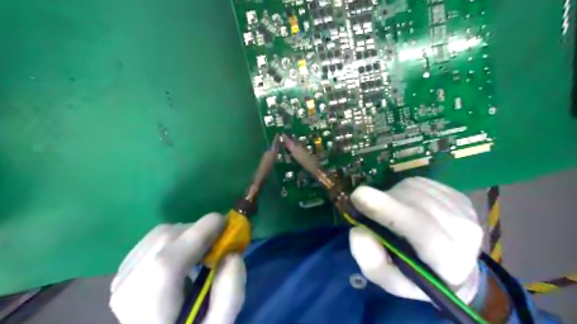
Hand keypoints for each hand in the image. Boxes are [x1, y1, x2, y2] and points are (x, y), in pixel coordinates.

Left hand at [110, 213, 245, 323]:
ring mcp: (121, 280)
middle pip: (164, 240)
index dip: (200, 233)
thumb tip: (232, 255)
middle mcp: (128, 291)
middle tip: (219, 240)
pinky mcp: (122, 273)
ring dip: (187, 234)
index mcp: (151, 310)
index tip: (226, 223)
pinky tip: (185, 255)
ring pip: (158, 235)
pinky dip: (174, 238)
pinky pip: (152, 240)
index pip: (168, 262)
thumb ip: (230, 294)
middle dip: (198, 231)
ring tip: (203, 249)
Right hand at [349, 178, 482, 302]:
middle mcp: (465, 234)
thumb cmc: (415, 277)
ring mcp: (464, 211)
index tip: (359, 195)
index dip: (390, 211)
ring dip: (393, 198)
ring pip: (416, 190)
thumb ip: (372, 262)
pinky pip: (420, 184)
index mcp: (449, 264)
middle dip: (386, 203)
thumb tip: (359, 230)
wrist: (451, 267)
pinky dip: (403, 192)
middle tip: (366, 207)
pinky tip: (405, 206)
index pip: (422, 232)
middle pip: (416, 205)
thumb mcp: (389, 279)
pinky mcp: (458, 195)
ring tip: (390, 214)